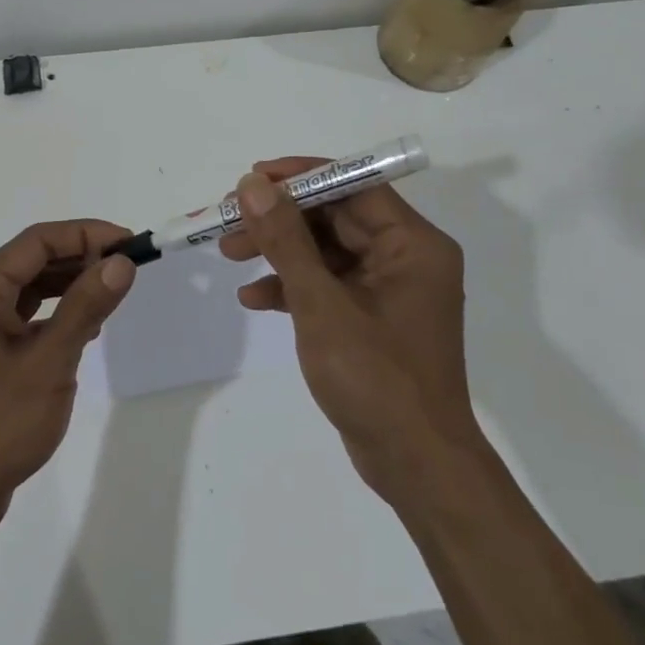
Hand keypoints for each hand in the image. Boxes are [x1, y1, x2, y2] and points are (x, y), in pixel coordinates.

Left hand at [0, 221, 136, 538]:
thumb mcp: (50, 361)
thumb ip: (86, 306)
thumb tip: (121, 262)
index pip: (38, 241)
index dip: (87, 235)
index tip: (130, 243)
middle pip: (33, 260)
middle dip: (81, 258)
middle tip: (128, 267)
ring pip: (30, 288)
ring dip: (70, 285)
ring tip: (113, 290)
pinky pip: (24, 315)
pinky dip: (56, 313)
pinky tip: (86, 325)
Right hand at [220, 161, 478, 503]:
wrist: (415, 466)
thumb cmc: (375, 378)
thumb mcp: (321, 303)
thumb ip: (286, 240)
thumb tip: (253, 186)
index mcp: (412, 244)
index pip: (354, 186)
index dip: (301, 178)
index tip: (252, 179)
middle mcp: (406, 259)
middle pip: (335, 218)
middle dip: (280, 219)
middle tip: (228, 219)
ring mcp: (389, 291)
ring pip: (326, 252)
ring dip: (278, 252)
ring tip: (228, 254)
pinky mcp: (372, 320)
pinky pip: (328, 286)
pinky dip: (292, 287)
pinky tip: (253, 298)